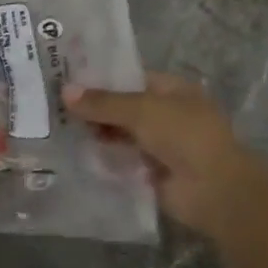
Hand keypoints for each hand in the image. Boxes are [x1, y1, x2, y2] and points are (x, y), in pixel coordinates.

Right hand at [64, 72, 266, 236]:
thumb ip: (103, 103)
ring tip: (58, 130)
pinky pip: (124, 162)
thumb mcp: (141, 110)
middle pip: (125, 108)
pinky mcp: (153, 173)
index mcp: (172, 89)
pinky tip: (75, 155)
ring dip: (98, 135)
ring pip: (123, 135)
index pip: (131, 78)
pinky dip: (105, 159)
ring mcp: (161, 145)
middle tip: (55, 106)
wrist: (213, 189)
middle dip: (96, 109)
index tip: (68, 79)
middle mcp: (167, 114)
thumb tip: (65, 91)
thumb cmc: (183, 135)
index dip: (102, 78)